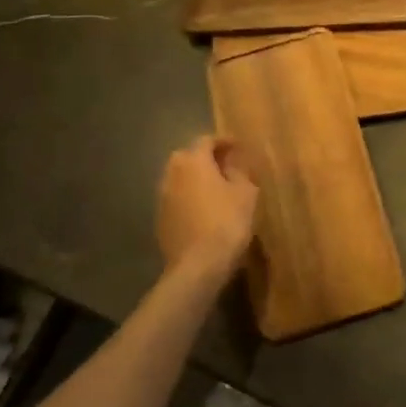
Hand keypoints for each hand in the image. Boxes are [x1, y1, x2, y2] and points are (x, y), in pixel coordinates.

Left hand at [157, 136, 258, 283]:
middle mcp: (173, 173)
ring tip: (214, 188)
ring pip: (179, 178)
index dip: (223, 141)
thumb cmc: (227, 222)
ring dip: (195, 178)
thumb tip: (231, 164)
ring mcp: (162, 197)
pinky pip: (176, 198)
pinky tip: (203, 210)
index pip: (206, 140)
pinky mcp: (160, 219)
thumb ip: (239, 172)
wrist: (197, 266)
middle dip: (205, 158)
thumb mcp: (246, 193)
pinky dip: (188, 197)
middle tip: (225, 166)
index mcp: (194, 161)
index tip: (237, 147)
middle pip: (188, 156)